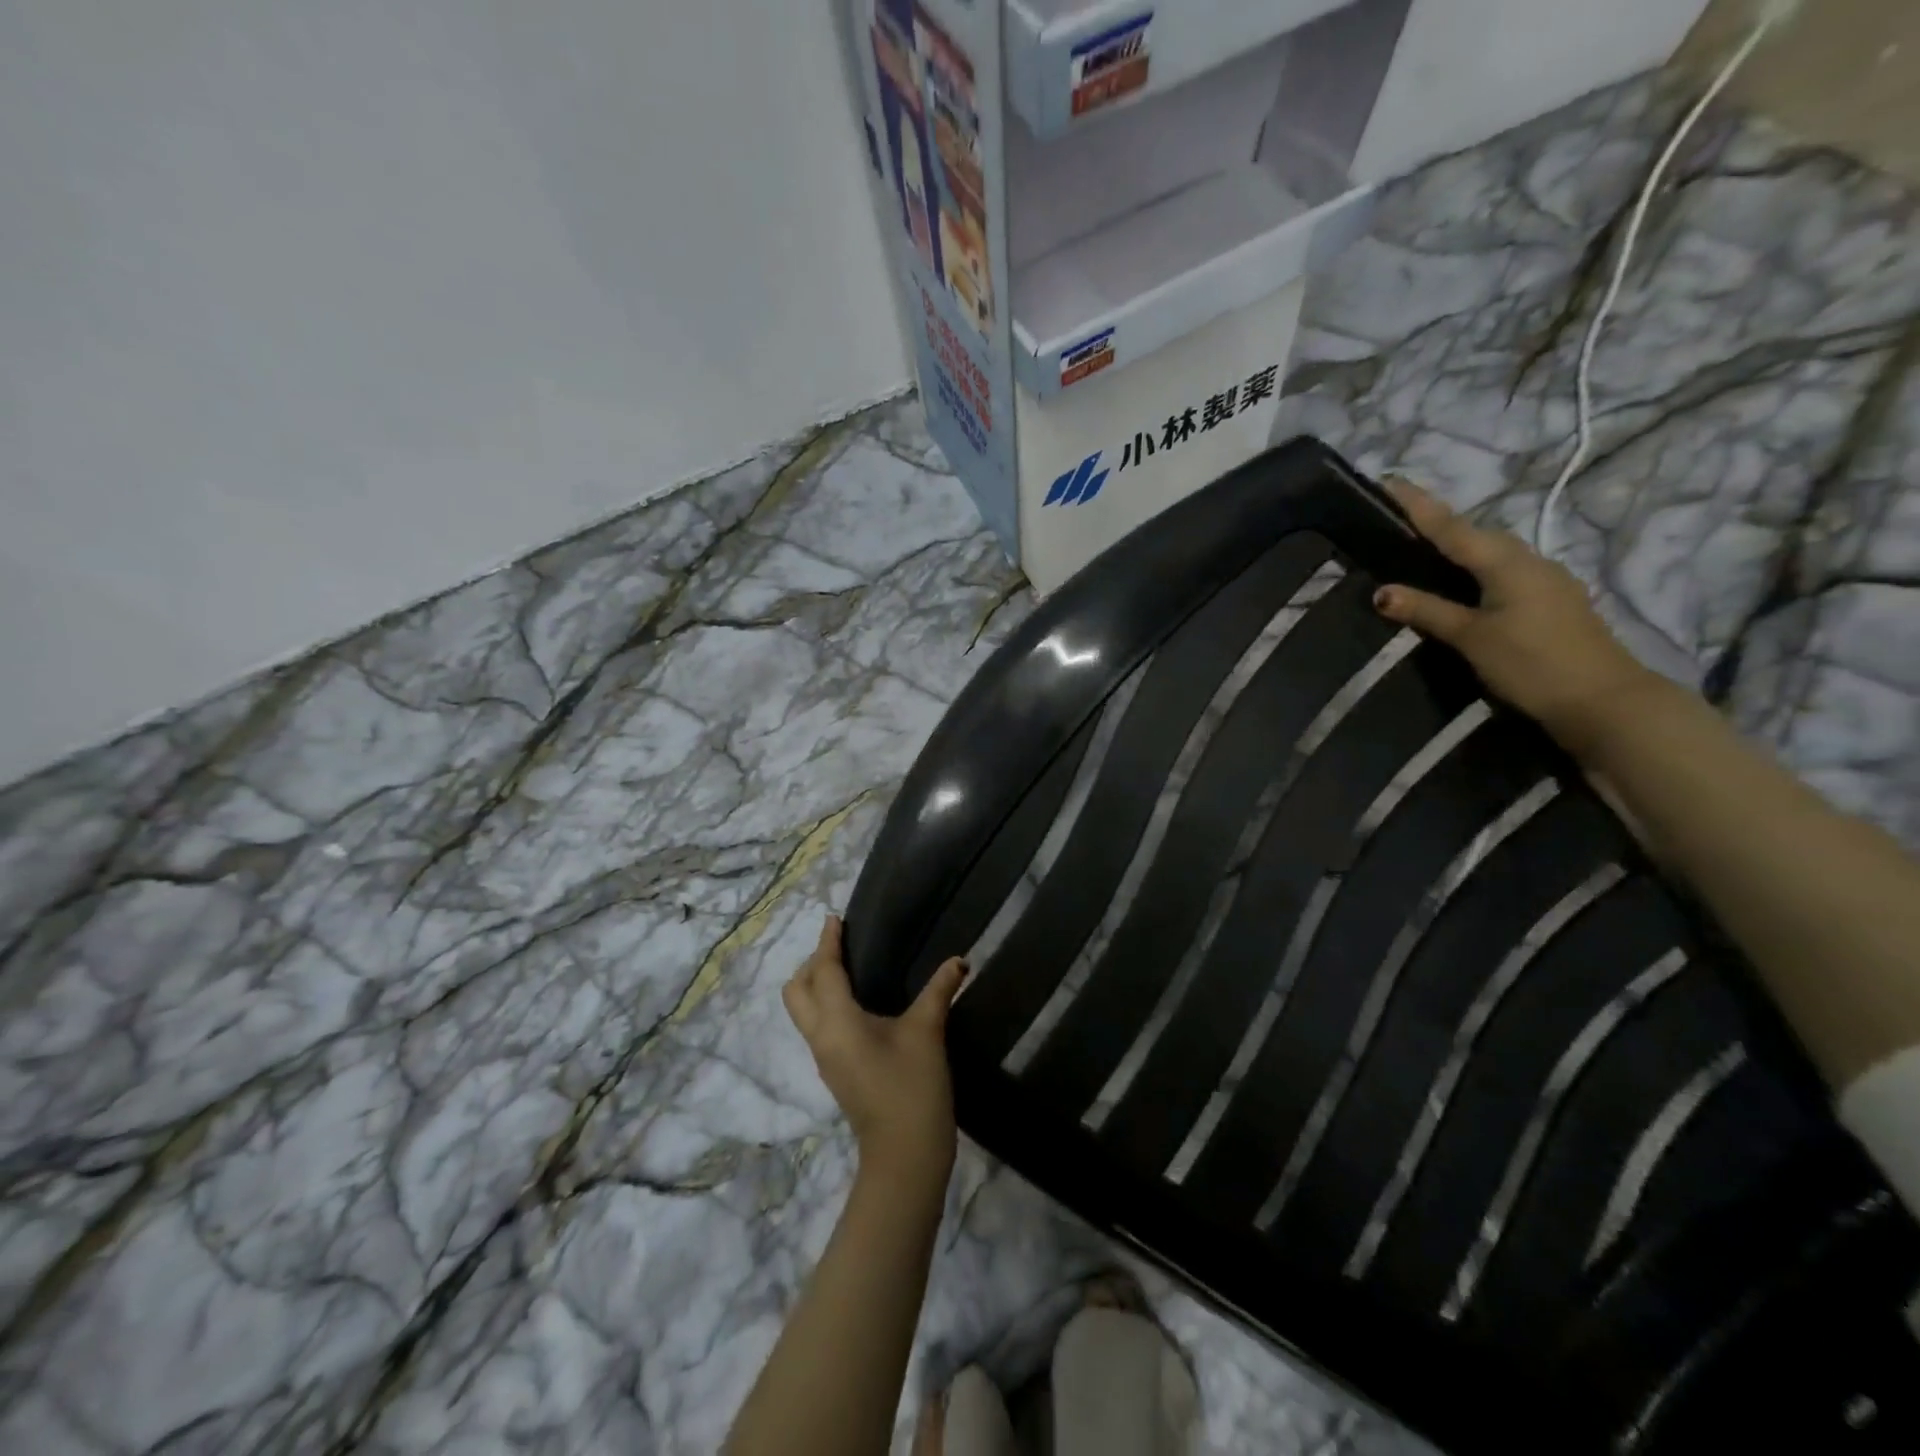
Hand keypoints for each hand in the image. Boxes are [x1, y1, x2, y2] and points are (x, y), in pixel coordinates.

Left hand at [783, 915, 967, 1184]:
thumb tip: (959, 961)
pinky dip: (826, 1003)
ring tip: (848, 967)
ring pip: (804, 1010)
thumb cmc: (913, 1088)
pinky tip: (858, 1002)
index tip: (834, 918)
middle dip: (813, 963)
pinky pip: (818, 1025)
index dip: (828, 942)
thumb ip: (939, 991)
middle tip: (842, 946)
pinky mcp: (835, 1071)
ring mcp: (825, 1058)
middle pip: (797, 990)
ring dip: (816, 984)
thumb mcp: (927, 1032)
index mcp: (837, 1022)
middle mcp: (821, 1037)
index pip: (824, 971)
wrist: (905, 1156)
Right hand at [1372, 479, 1654, 757]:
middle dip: (1437, 523)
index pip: (1451, 527)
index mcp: (1506, 562)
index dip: (1418, 505)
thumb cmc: (1532, 663)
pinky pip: (1502, 574)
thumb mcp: (1472, 637)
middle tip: (1398, 518)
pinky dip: (1475, 571)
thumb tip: (1382, 591)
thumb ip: (1427, 611)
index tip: (1388, 481)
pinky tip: (1461, 585)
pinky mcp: (1551, 602)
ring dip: (1457, 548)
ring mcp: (1545, 581)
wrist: (1605, 701)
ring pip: (1491, 554)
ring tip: (1423, 549)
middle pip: (1474, 535)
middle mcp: (1528, 561)